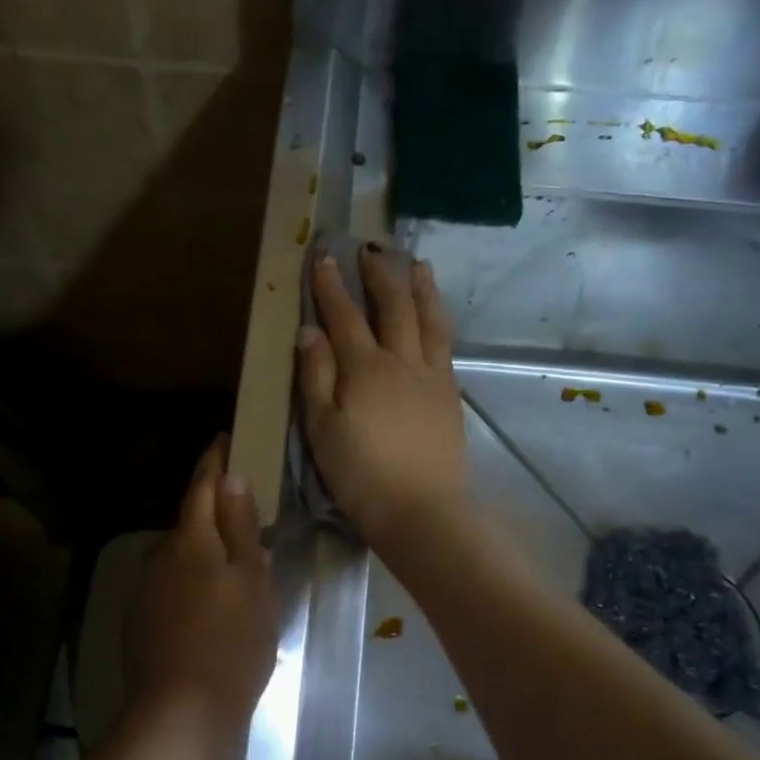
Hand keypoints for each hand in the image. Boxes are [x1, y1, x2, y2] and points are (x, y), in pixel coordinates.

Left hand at [126, 438, 277, 747]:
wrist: (182, 714)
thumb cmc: (232, 642)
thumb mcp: (252, 580)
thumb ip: (240, 526)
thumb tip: (231, 477)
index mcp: (191, 539)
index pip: (202, 485)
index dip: (214, 460)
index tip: (225, 439)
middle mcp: (161, 555)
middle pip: (190, 520)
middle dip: (213, 508)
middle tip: (246, 505)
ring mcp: (147, 589)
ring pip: (182, 554)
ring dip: (204, 548)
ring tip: (236, 559)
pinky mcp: (143, 620)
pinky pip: (174, 584)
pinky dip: (194, 580)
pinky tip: (213, 602)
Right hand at [296, 248, 468, 545]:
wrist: (420, 509)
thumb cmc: (360, 474)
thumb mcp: (321, 428)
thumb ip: (316, 376)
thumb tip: (310, 331)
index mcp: (365, 368)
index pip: (344, 316)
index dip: (332, 286)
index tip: (324, 256)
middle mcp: (402, 361)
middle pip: (394, 307)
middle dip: (380, 275)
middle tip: (371, 250)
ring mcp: (432, 376)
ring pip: (429, 320)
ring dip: (421, 288)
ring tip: (418, 265)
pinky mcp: (450, 395)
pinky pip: (445, 346)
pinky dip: (439, 321)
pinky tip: (436, 318)